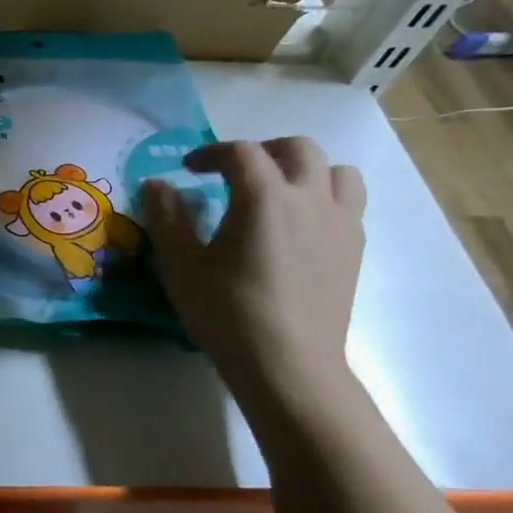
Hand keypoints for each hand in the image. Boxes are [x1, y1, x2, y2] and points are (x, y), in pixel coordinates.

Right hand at [142, 137, 365, 395]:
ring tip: (276, 192)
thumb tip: (158, 184)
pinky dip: (323, 199)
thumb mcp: (180, 264)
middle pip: (297, 149)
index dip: (210, 153)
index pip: (240, 152)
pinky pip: (348, 204)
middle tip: (233, 172)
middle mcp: (310, 199)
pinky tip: (298, 227)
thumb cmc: (227, 311)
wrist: (287, 363)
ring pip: (336, 171)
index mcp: (264, 197)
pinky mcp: (354, 250)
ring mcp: (340, 223)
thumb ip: (167, 217)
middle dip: (262, 151)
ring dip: (304, 170)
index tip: (187, 169)